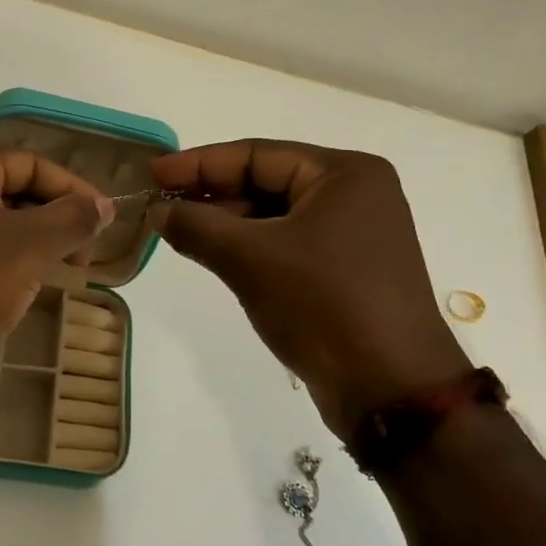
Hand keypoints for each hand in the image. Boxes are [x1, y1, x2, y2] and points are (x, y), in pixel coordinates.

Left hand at [0, 141, 113, 382]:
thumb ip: (72, 219)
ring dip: (21, 240)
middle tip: (78, 256)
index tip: (102, 225)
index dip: (75, 192)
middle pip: (5, 187)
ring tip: (48, 274)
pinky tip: (3, 287)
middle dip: (48, 219)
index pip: (32, 164)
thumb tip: (102, 204)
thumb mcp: (29, 249)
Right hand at [148, 140, 469, 435]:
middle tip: (160, 204)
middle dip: (212, 195)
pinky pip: (287, 243)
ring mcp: (354, 234)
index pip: (257, 155)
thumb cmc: (323, 306)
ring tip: (177, 231)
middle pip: (267, 182)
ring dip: (227, 223)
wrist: (392, 390)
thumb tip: (157, 209)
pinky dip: (250, 247)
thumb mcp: (250, 260)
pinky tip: (213, 254)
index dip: (199, 164)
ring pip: (274, 215)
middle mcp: (355, 194)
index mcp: (344, 174)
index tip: (153, 173)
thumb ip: (197, 226)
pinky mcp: (346, 269)